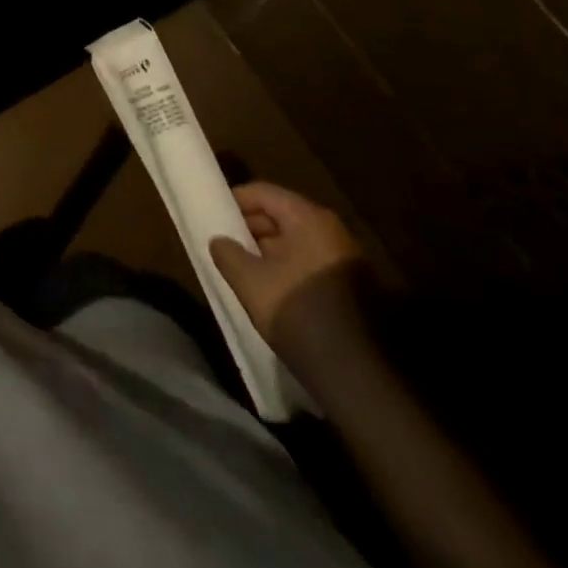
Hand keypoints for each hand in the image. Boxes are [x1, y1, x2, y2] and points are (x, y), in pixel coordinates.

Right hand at [211, 182, 368, 370]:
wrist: (356, 375)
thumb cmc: (298, 313)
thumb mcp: (249, 282)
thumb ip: (227, 253)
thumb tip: (220, 241)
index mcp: (309, 219)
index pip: (263, 193)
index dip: (233, 201)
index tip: (212, 216)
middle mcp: (332, 230)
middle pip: (281, 213)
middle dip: (250, 226)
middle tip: (224, 243)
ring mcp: (346, 258)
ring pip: (295, 240)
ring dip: (267, 249)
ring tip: (242, 268)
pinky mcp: (352, 285)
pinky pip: (309, 260)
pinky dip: (286, 266)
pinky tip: (269, 288)